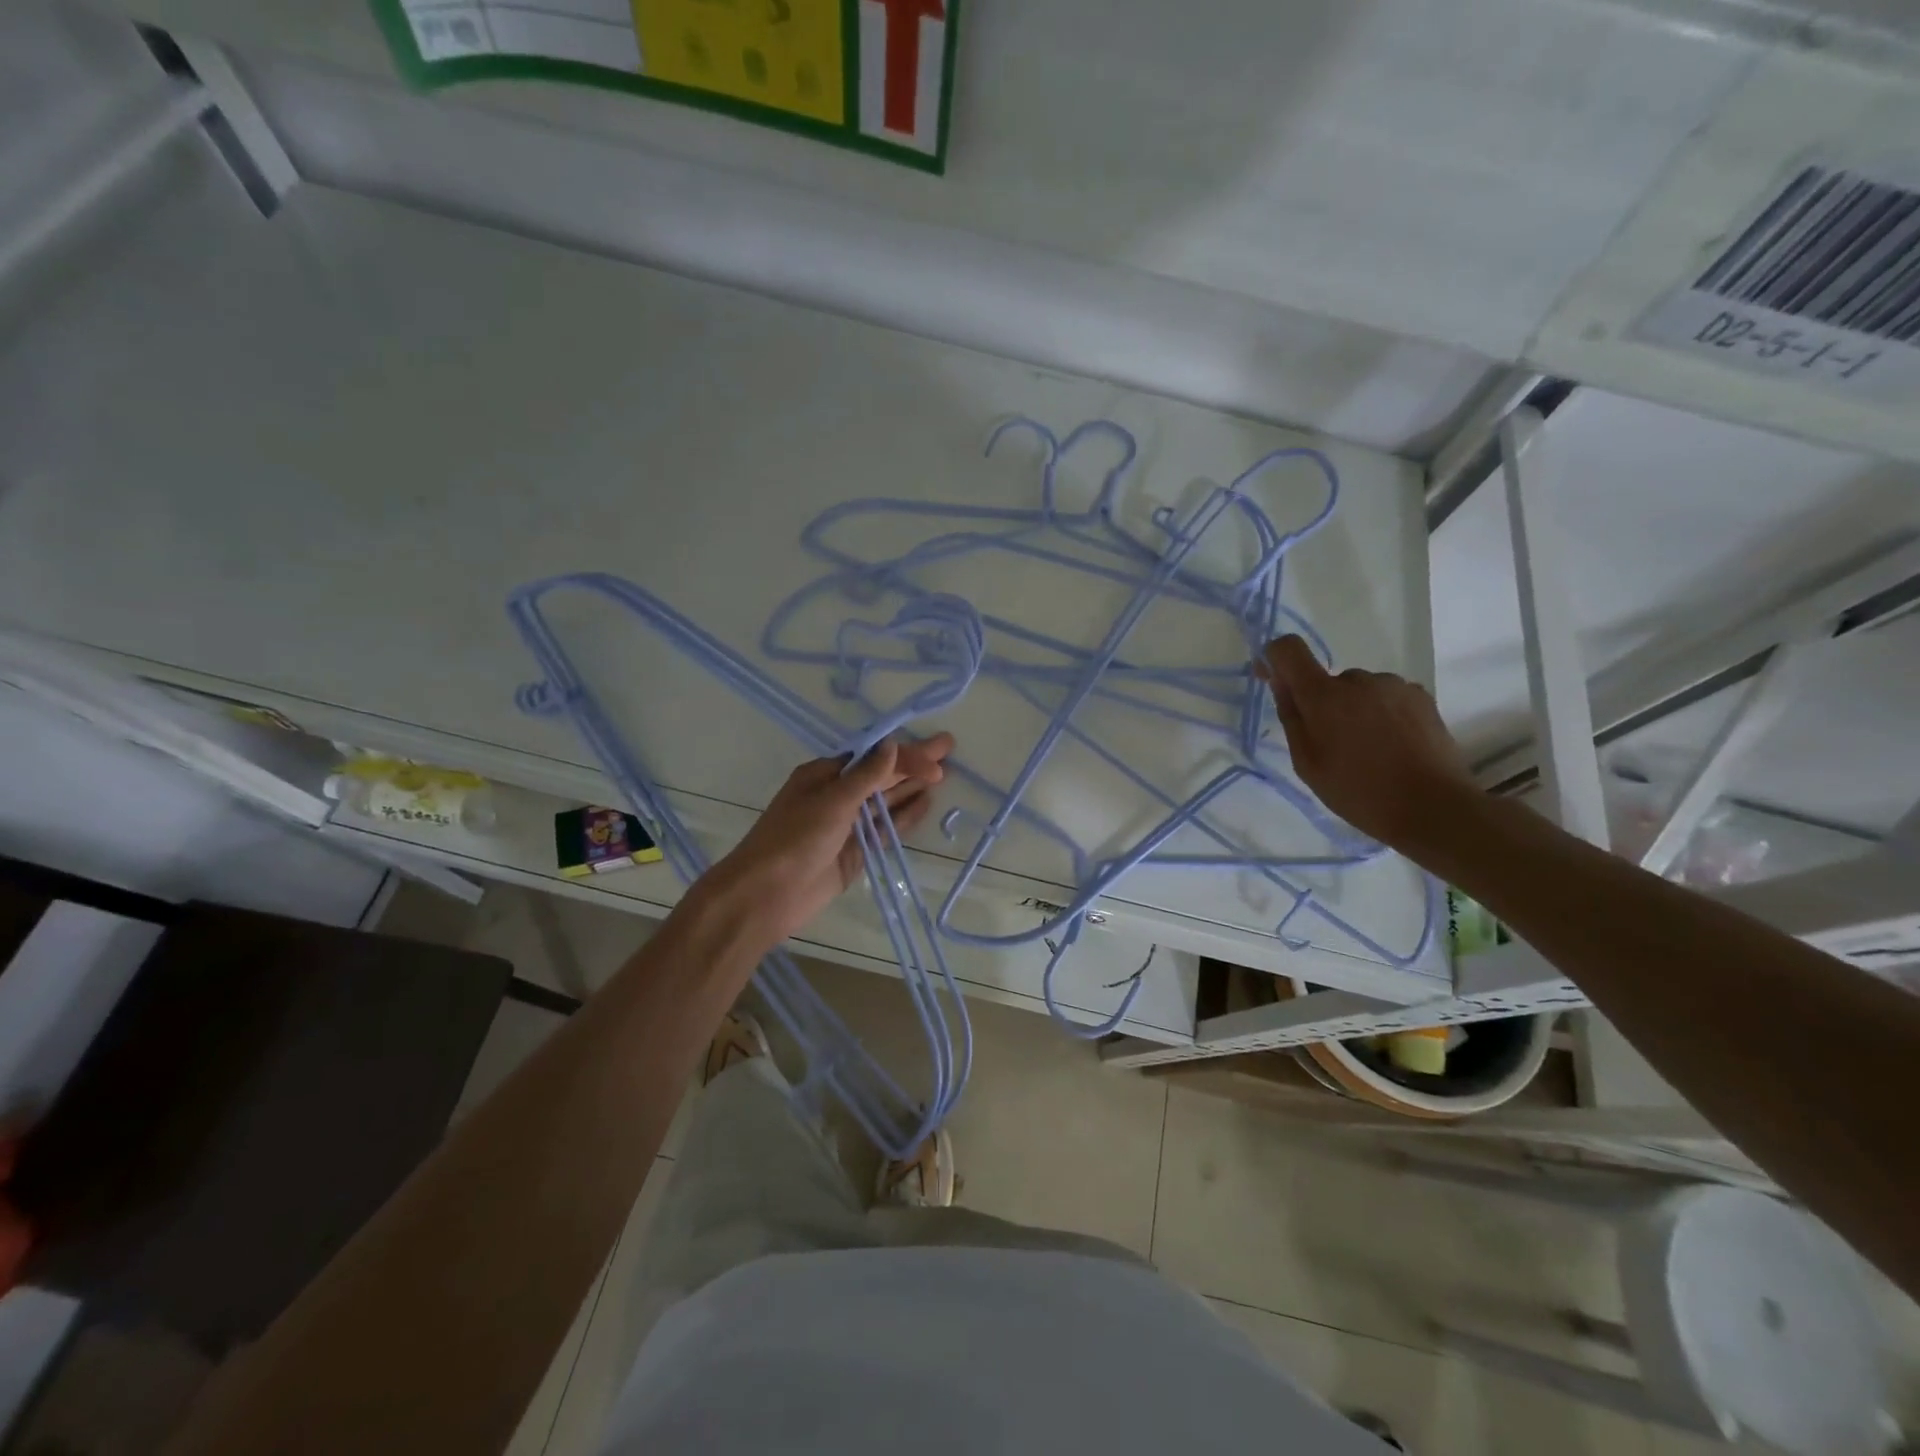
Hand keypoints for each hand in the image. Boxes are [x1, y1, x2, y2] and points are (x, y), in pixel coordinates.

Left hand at [704, 734, 954, 948]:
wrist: (767, 894)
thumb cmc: (795, 838)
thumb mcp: (832, 800)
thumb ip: (867, 775)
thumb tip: (893, 745)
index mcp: (824, 775)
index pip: (873, 756)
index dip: (906, 754)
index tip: (937, 756)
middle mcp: (837, 796)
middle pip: (882, 775)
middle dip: (913, 762)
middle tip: (948, 749)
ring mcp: (847, 825)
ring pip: (886, 801)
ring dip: (911, 787)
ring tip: (943, 775)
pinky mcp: (856, 852)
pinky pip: (885, 830)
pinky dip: (904, 818)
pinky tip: (925, 805)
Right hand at [1256, 636, 1477, 849]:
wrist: (1434, 807)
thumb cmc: (1358, 791)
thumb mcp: (1307, 763)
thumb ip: (1291, 717)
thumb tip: (1280, 682)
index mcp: (1323, 696)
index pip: (1288, 649)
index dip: (1275, 658)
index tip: (1275, 681)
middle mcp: (1358, 679)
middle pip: (1327, 680)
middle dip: (1323, 704)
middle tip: (1334, 746)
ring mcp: (1394, 685)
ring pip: (1359, 690)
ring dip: (1355, 710)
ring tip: (1369, 750)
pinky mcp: (1421, 696)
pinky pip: (1387, 697)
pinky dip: (1382, 714)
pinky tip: (1393, 746)